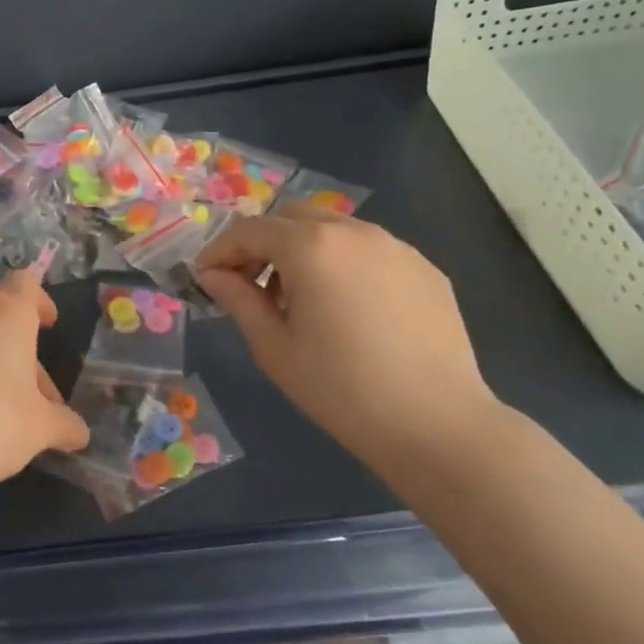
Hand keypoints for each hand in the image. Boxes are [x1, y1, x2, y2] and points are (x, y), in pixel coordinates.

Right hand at [196, 207, 496, 466]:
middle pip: (291, 218)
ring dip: (303, 250)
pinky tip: (347, 308)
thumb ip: (238, 300)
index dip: (220, 250)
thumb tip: (213, 275)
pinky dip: (343, 263)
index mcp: (310, 247)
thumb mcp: (274, 348)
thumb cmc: (341, 389)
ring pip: (333, 229)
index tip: (205, 278)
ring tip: (300, 298)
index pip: (249, 230)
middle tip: (250, 284)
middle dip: (262, 243)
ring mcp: (395, 246)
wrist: (438, 425)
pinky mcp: (425, 268)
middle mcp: (353, 231)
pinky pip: (370, 251)